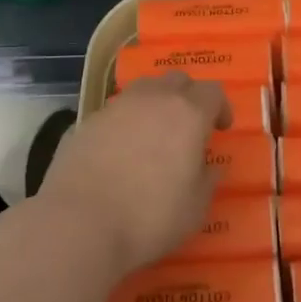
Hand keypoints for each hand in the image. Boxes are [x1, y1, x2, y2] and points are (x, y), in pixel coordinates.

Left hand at [37, 73, 228, 276]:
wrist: (80, 222)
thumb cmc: (149, 217)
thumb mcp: (195, 208)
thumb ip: (208, 180)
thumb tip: (212, 166)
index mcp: (187, 113)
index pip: (213, 91)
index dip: (220, 106)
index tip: (220, 128)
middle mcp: (152, 99)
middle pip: (177, 80)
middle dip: (188, 96)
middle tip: (189, 125)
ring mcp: (116, 106)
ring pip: (143, 89)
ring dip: (154, 103)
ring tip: (153, 134)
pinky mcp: (86, 120)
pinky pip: (114, 111)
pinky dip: (123, 122)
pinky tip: (119, 151)